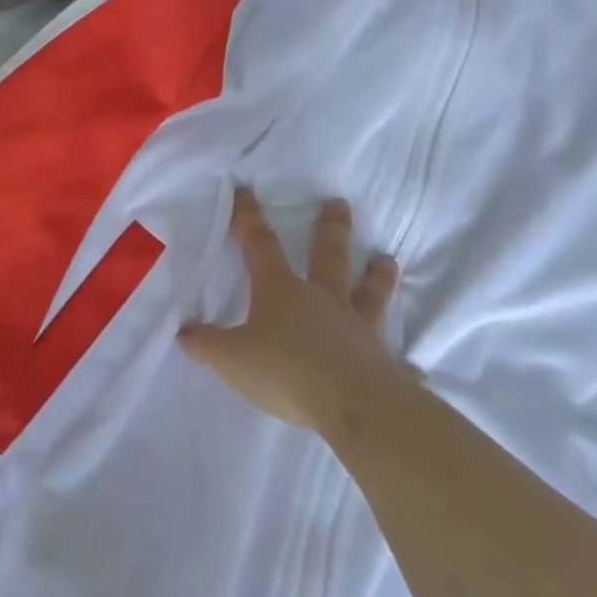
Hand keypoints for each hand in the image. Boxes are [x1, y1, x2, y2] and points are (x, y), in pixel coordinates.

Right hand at [179, 189, 404, 436]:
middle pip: (328, 256)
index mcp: (281, 291)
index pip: (260, 244)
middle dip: (330, 229)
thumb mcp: (231, 359)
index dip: (249, 217)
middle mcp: (323, 301)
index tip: (246, 189)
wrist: (354, 407)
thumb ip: (207, 345)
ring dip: (377, 277)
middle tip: (339, 203)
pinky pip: (395, 363)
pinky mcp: (384, 366)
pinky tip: (413, 367)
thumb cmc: (285, 371)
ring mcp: (358, 331)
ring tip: (387, 259)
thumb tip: (184, 334)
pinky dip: (403, 365)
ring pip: (369, 295)